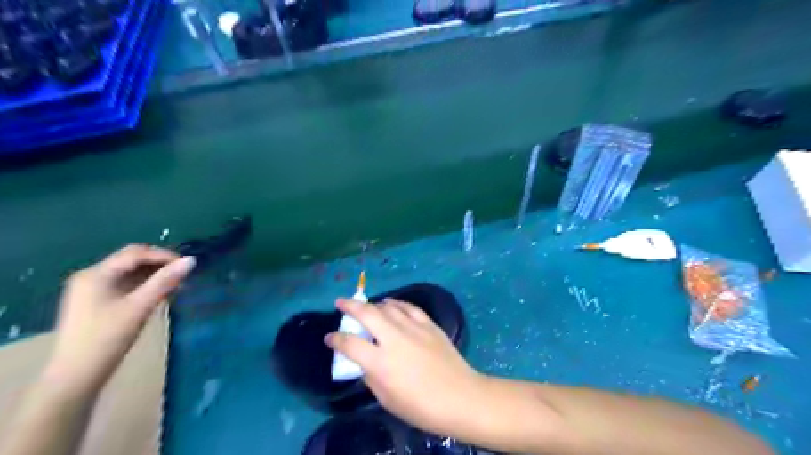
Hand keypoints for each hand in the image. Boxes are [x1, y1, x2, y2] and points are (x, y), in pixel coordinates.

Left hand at [47, 246, 194, 394]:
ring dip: (155, 275)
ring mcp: (92, 290)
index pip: (135, 253)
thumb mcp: (139, 307)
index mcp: (96, 274)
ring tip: (177, 284)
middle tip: (184, 273)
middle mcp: (91, 276)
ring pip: (130, 272)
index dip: (164, 255)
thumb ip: (165, 281)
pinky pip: (126, 284)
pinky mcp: (97, 302)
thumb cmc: (106, 339)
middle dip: (159, 263)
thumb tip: (192, 261)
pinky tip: (161, 293)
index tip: (188, 264)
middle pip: (132, 260)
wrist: (75, 376)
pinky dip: (145, 285)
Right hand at [325, 300, 486, 434]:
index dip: (336, 339)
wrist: (460, 397)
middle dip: (350, 306)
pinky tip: (391, 303)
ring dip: (373, 304)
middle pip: (367, 314)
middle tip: (340, 302)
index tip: (329, 338)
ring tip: (366, 306)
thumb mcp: (387, 399)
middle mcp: (395, 339)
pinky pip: (409, 307)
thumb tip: (364, 362)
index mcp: (381, 362)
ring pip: (388, 307)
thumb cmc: (421, 406)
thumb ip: (371, 377)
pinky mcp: (429, 324)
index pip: (350, 344)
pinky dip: (397, 303)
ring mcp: (414, 328)